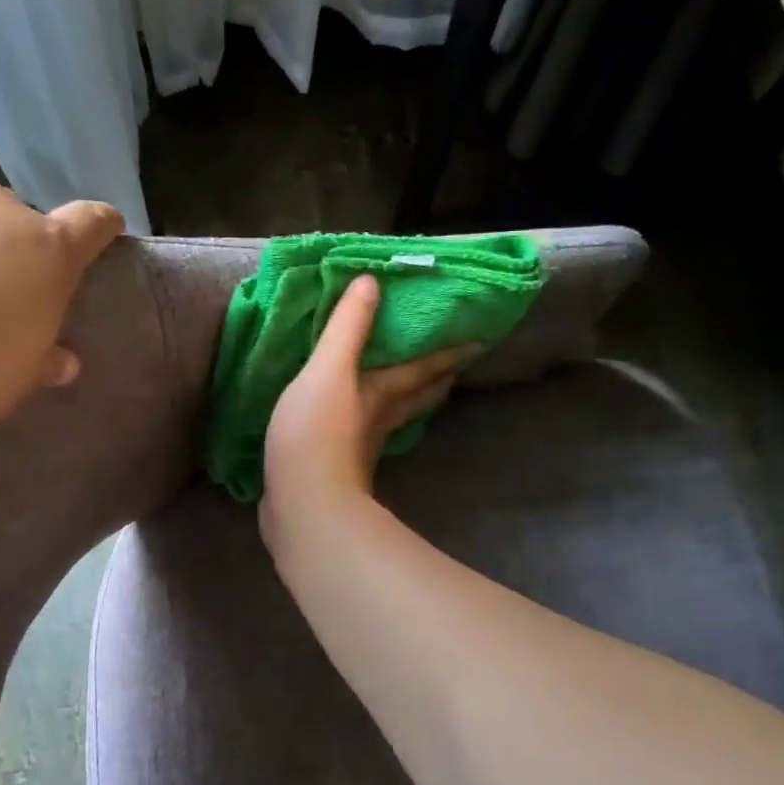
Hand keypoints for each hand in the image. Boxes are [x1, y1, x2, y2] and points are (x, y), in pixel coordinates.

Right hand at [261, 274, 474, 538]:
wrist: (302, 503)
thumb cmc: (316, 432)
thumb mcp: (328, 370)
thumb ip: (347, 327)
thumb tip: (372, 281)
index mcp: (383, 394)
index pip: (426, 368)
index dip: (451, 352)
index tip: (480, 341)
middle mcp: (380, 420)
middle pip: (418, 397)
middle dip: (436, 379)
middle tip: (453, 366)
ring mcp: (362, 448)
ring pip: (394, 417)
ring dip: (407, 402)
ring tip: (412, 388)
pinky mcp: (339, 467)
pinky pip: (363, 435)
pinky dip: (369, 422)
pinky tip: (359, 423)